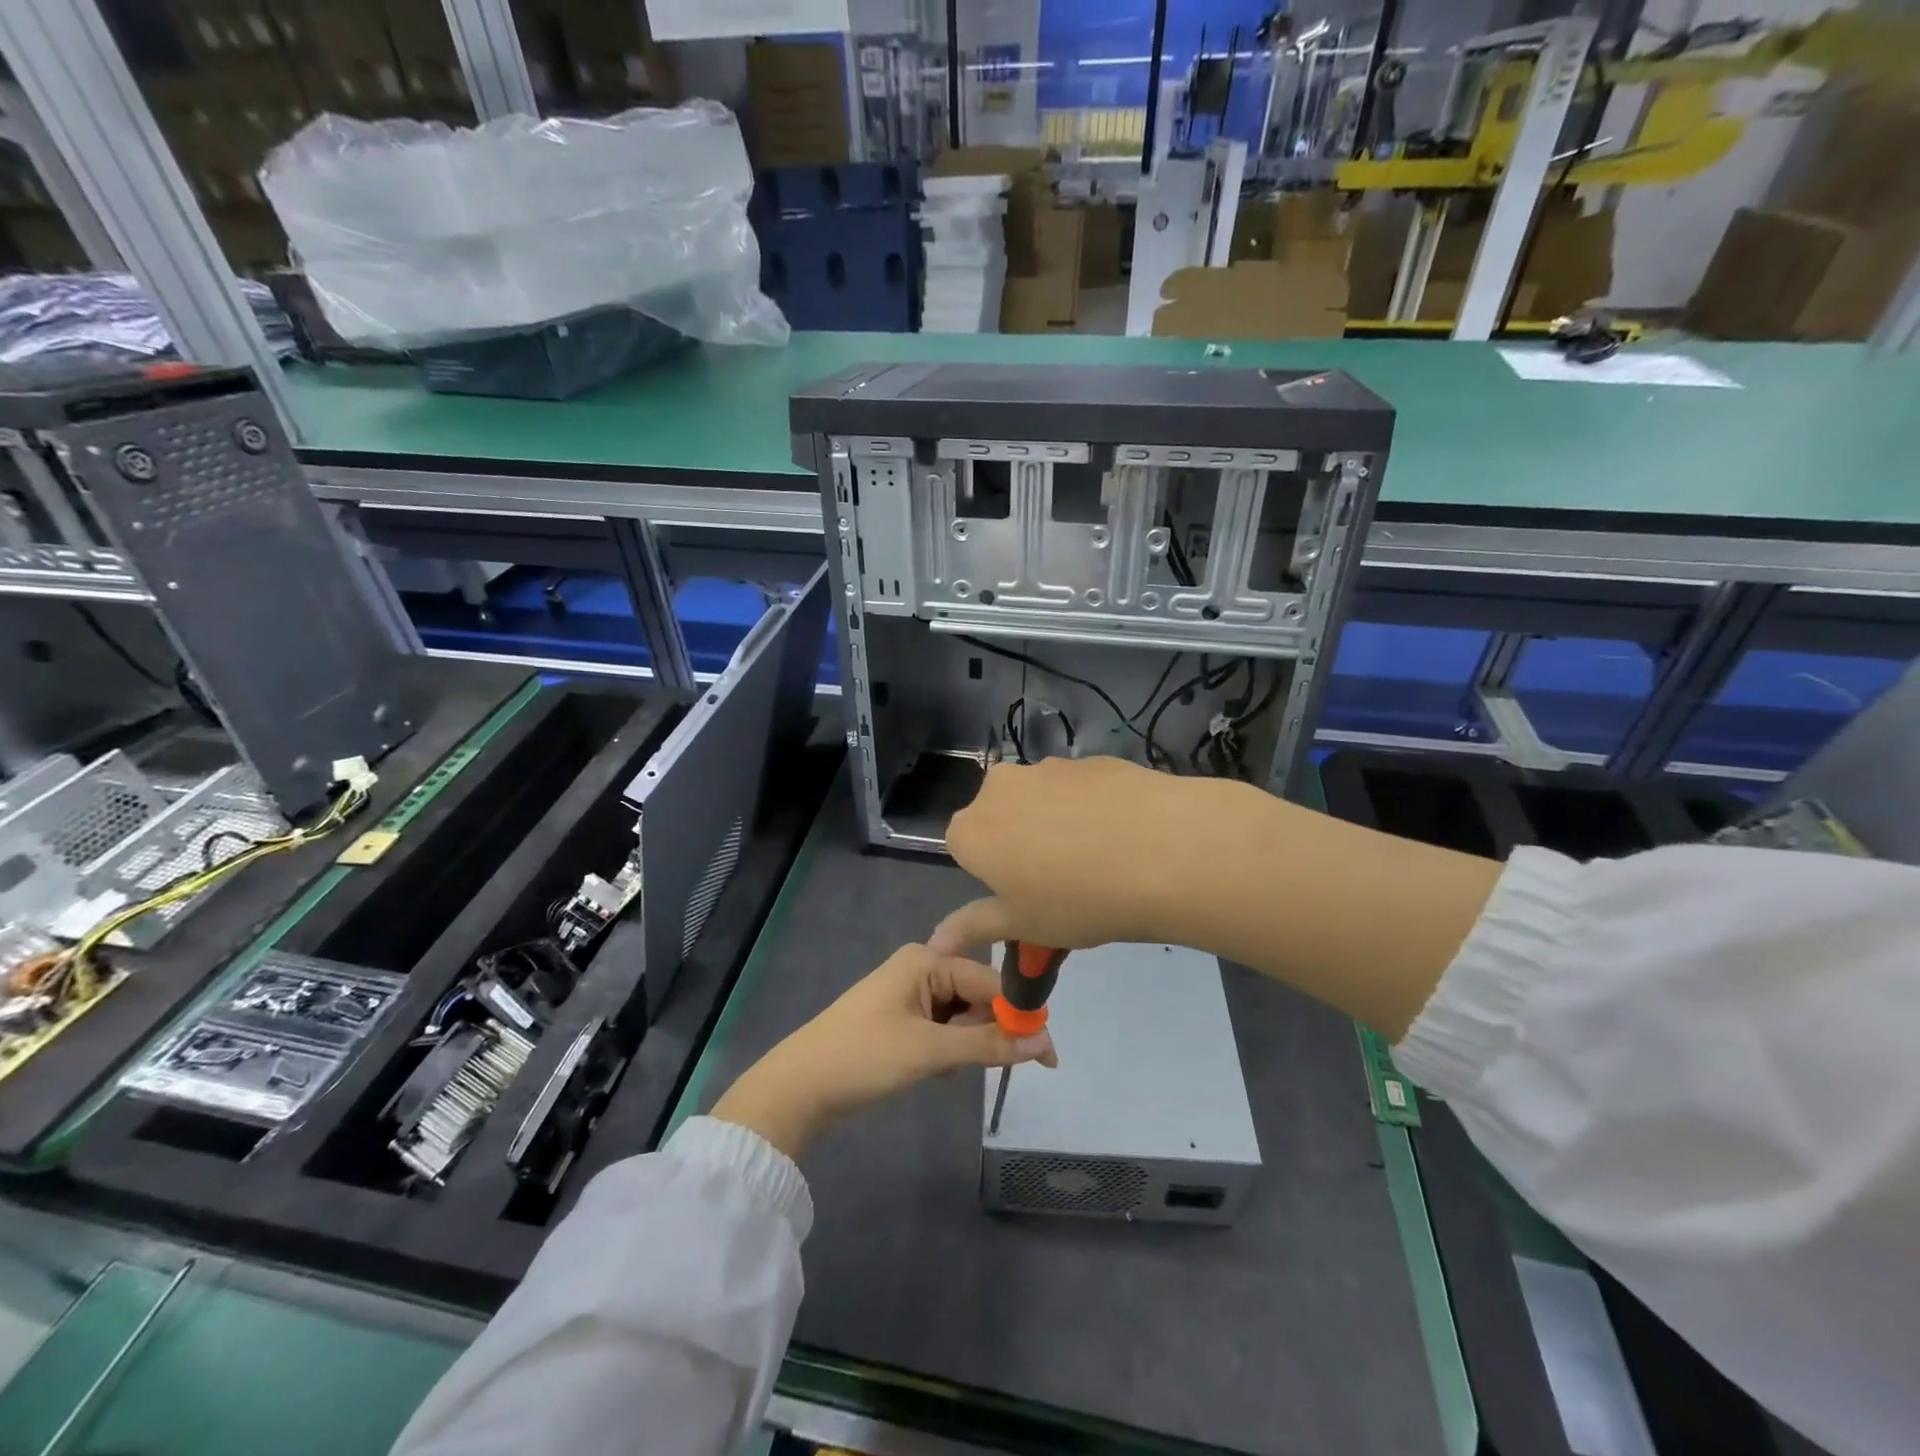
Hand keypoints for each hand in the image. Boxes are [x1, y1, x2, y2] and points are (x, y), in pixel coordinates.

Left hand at [710, 944, 1056, 1158]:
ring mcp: (908, 994)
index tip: (1047, 1056)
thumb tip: (1043, 1042)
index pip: (990, 981)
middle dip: (986, 1031)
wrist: (797, 1088)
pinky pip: (942, 1028)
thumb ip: (988, 1044)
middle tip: (977, 1067)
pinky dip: (946, 1050)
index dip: (1019, 1016)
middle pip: (977, 996)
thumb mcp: (929, 1051)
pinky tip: (931, 1070)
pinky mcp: (900, 1019)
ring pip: (961, 1016)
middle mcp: (920, 968)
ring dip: (964, 1045)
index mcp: (926, 960)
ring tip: (943, 1070)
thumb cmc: (863, 1057)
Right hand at [931, 756, 1233, 957]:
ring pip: (1040, 799)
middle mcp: (1000, 787)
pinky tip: (1124, 835)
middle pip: (1000, 816)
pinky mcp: (1091, 759)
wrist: (1162, 851)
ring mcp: (1048, 767)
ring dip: (1055, 823)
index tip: (1025, 894)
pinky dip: (1091, 807)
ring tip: (1099, 858)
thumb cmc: (1078, 900)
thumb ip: (974, 927)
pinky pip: (1079, 789)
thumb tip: (934, 943)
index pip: (963, 847)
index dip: (992, 873)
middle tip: (1060, 880)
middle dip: (1019, 842)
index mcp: (972, 829)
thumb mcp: (1023, 925)